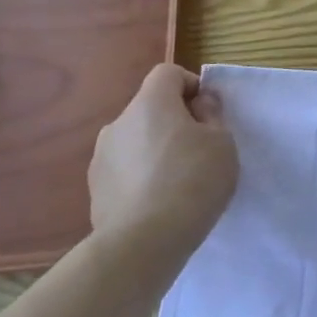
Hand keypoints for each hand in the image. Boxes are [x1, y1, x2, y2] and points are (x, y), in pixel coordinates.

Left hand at [89, 65, 237, 257]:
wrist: (143, 242)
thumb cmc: (193, 180)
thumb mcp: (222, 142)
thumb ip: (212, 115)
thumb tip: (198, 104)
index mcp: (150, 103)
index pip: (167, 74)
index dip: (190, 85)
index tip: (207, 112)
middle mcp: (119, 123)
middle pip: (150, 108)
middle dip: (173, 121)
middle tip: (198, 149)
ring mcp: (101, 157)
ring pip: (135, 140)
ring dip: (154, 149)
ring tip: (176, 181)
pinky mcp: (94, 190)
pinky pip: (124, 170)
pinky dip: (140, 176)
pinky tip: (157, 202)